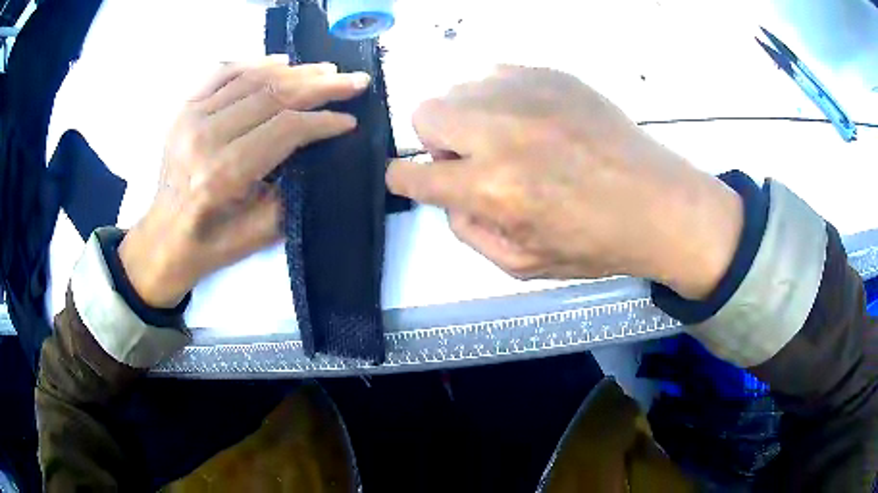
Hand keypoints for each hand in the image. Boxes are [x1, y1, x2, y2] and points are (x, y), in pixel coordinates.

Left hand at [119, 56, 370, 307]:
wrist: (161, 241)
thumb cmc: (209, 245)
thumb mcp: (257, 235)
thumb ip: (291, 192)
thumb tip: (318, 151)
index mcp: (222, 175)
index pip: (285, 129)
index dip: (323, 121)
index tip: (350, 120)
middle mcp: (204, 137)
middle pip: (272, 95)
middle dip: (320, 86)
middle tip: (353, 80)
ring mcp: (190, 118)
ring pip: (252, 79)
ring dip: (295, 71)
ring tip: (326, 70)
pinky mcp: (183, 110)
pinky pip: (223, 73)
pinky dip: (255, 62)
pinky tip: (281, 60)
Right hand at [386, 65, 742, 299]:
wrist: (657, 202)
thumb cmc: (595, 243)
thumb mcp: (523, 264)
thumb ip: (470, 232)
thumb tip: (449, 198)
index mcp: (491, 188)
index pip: (411, 174)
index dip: (404, 179)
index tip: (415, 179)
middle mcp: (499, 132)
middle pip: (425, 112)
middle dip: (436, 139)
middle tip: (472, 157)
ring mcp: (527, 94)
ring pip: (460, 88)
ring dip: (471, 116)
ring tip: (509, 137)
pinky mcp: (551, 75)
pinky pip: (498, 74)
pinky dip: (501, 97)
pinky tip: (532, 118)